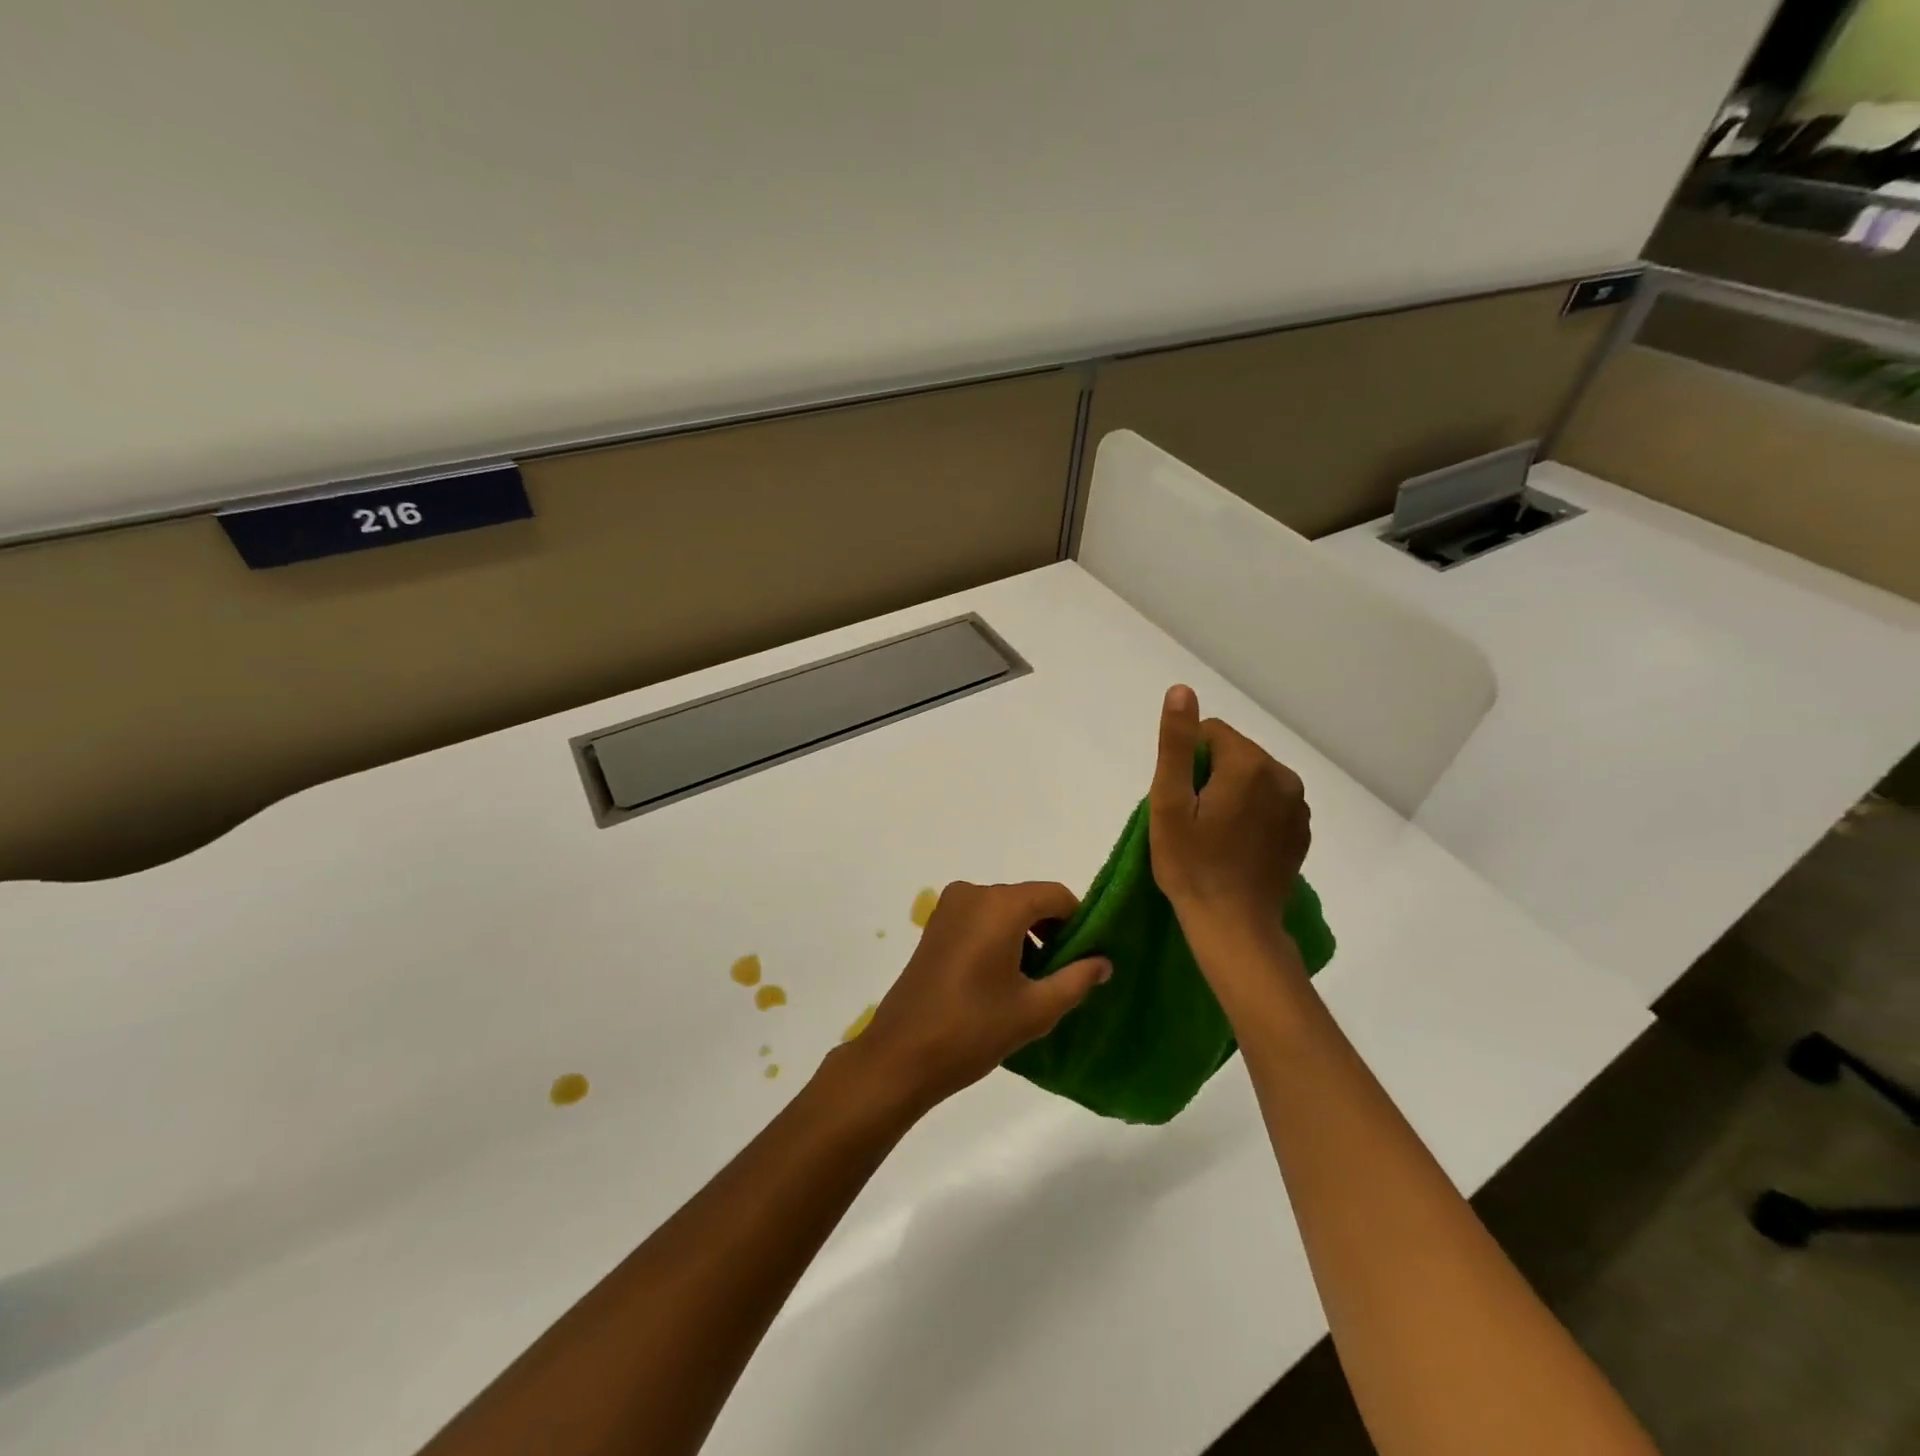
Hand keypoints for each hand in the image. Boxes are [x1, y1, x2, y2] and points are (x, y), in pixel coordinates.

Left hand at [848, 881, 1111, 1112]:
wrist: (902, 1054)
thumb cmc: (973, 1029)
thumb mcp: (1035, 1009)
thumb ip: (1076, 979)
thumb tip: (1104, 961)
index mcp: (1000, 905)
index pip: (1056, 895)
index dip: (1078, 921)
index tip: (1087, 956)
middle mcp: (974, 893)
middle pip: (1029, 899)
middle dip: (1051, 930)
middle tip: (1062, 974)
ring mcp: (949, 907)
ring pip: (1004, 909)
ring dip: (1025, 935)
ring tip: (1032, 982)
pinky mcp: (935, 925)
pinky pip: (980, 918)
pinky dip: (999, 936)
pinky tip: (1001, 978)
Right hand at [1149, 685, 1311, 947]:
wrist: (1234, 925)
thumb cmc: (1191, 864)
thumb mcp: (1169, 802)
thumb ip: (1176, 744)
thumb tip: (1182, 690)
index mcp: (1249, 764)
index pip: (1210, 733)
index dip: (1186, 761)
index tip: (1179, 799)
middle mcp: (1283, 775)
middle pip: (1234, 753)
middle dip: (1210, 775)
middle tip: (1192, 818)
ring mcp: (1299, 805)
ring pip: (1253, 776)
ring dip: (1232, 793)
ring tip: (1214, 833)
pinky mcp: (1301, 830)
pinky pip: (1270, 801)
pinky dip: (1252, 812)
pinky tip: (1237, 844)